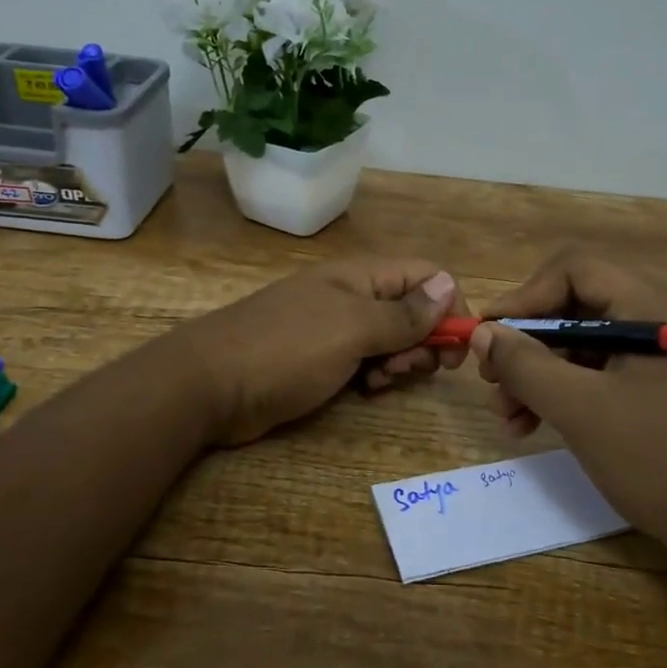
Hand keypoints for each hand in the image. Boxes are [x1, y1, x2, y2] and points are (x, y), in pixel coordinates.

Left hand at [177, 260, 469, 445]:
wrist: (209, 386)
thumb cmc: (285, 350)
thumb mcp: (351, 328)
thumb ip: (403, 313)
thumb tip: (447, 286)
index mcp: (360, 277)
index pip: (425, 276)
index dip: (449, 305)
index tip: (457, 347)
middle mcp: (351, 297)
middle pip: (412, 310)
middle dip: (423, 340)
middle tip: (413, 369)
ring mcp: (333, 330)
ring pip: (390, 340)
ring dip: (399, 361)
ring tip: (381, 382)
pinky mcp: (320, 361)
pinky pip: (365, 362)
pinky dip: (375, 375)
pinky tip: (365, 391)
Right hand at [470, 247, 666, 586]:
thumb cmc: (663, 462)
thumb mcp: (582, 411)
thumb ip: (525, 365)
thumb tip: (484, 332)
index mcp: (657, 307)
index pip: (576, 269)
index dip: (525, 297)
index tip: (489, 338)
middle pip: (580, 307)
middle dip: (529, 344)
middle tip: (493, 384)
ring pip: (591, 344)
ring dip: (544, 374)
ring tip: (509, 417)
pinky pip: (611, 373)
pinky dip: (572, 392)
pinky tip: (540, 426)